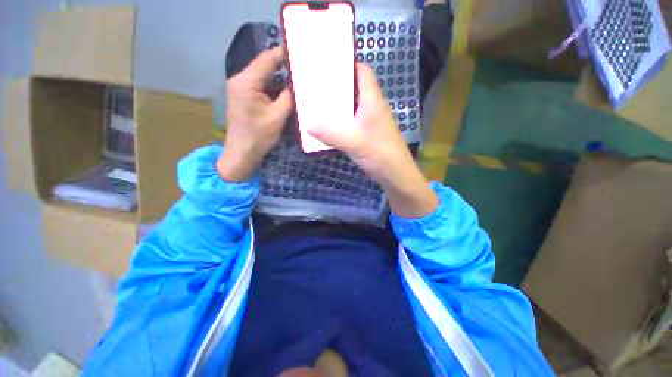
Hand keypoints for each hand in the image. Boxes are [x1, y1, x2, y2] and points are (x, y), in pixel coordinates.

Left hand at [217, 47, 292, 181]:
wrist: (242, 153)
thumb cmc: (259, 136)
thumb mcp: (278, 116)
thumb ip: (289, 96)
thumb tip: (298, 83)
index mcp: (246, 82)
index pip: (267, 59)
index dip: (285, 53)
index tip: (302, 52)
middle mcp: (241, 80)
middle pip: (265, 67)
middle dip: (284, 67)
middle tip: (304, 68)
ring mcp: (242, 88)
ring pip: (265, 78)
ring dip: (281, 80)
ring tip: (299, 81)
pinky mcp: (245, 97)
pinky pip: (263, 87)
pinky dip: (275, 89)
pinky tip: (288, 93)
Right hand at [308, 63, 437, 217]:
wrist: (396, 175)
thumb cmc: (380, 154)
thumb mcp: (353, 143)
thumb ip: (330, 134)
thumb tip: (307, 124)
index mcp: (373, 101)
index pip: (363, 71)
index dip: (348, 64)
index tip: (328, 64)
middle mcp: (374, 107)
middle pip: (356, 87)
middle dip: (338, 85)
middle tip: (317, 84)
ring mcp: (372, 121)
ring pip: (354, 105)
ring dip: (339, 104)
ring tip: (319, 102)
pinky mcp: (370, 133)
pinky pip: (354, 120)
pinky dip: (343, 119)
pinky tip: (330, 124)